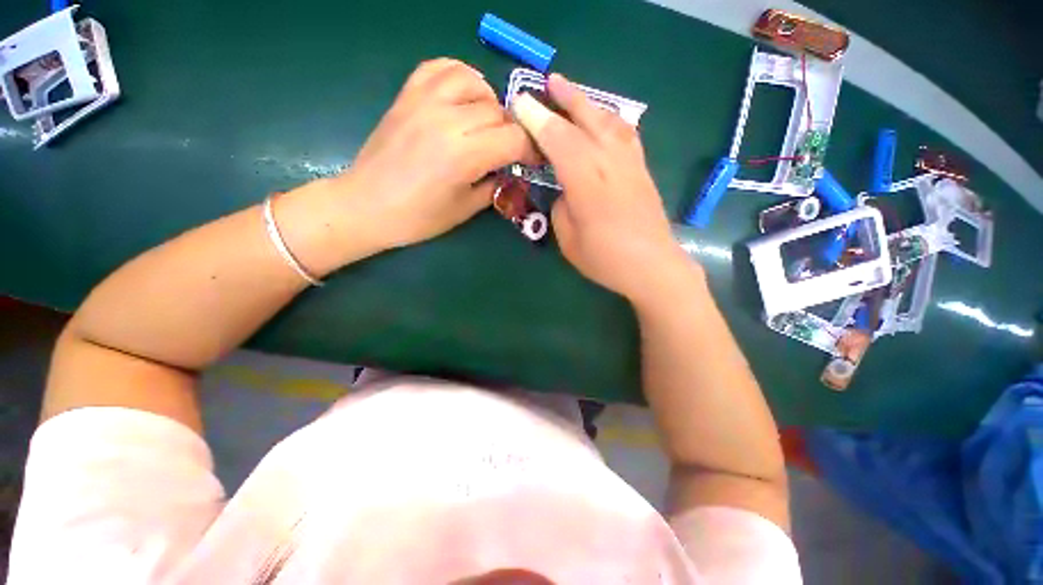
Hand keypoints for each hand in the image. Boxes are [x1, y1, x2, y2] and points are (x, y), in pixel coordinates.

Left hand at [330, 59, 536, 250]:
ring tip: (487, 124)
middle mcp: (447, 120)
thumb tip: (510, 170)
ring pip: (475, 83)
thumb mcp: (465, 210)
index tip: (532, 161)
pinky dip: (461, 77)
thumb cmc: (418, 218)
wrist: (366, 205)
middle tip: (509, 151)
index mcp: (463, 155)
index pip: (514, 138)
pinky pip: (441, 68)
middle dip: (513, 132)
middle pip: (499, 112)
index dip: (530, 149)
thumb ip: (494, 185)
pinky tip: (464, 97)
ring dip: (490, 103)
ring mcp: (424, 102)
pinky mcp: (408, 96)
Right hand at [510, 74, 693, 303]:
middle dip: (566, 97)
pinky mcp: (642, 169)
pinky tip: (604, 120)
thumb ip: (562, 207)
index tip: (521, 103)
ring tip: (574, 94)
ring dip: (589, 103)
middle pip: (586, 119)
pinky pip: (625, 134)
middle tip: (549, 82)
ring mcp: (630, 163)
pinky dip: (611, 120)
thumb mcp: (568, 239)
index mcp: (586, 181)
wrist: (652, 266)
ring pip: (609, 120)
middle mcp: (610, 163)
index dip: (538, 119)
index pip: (558, 139)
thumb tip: (564, 191)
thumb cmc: (605, 259)